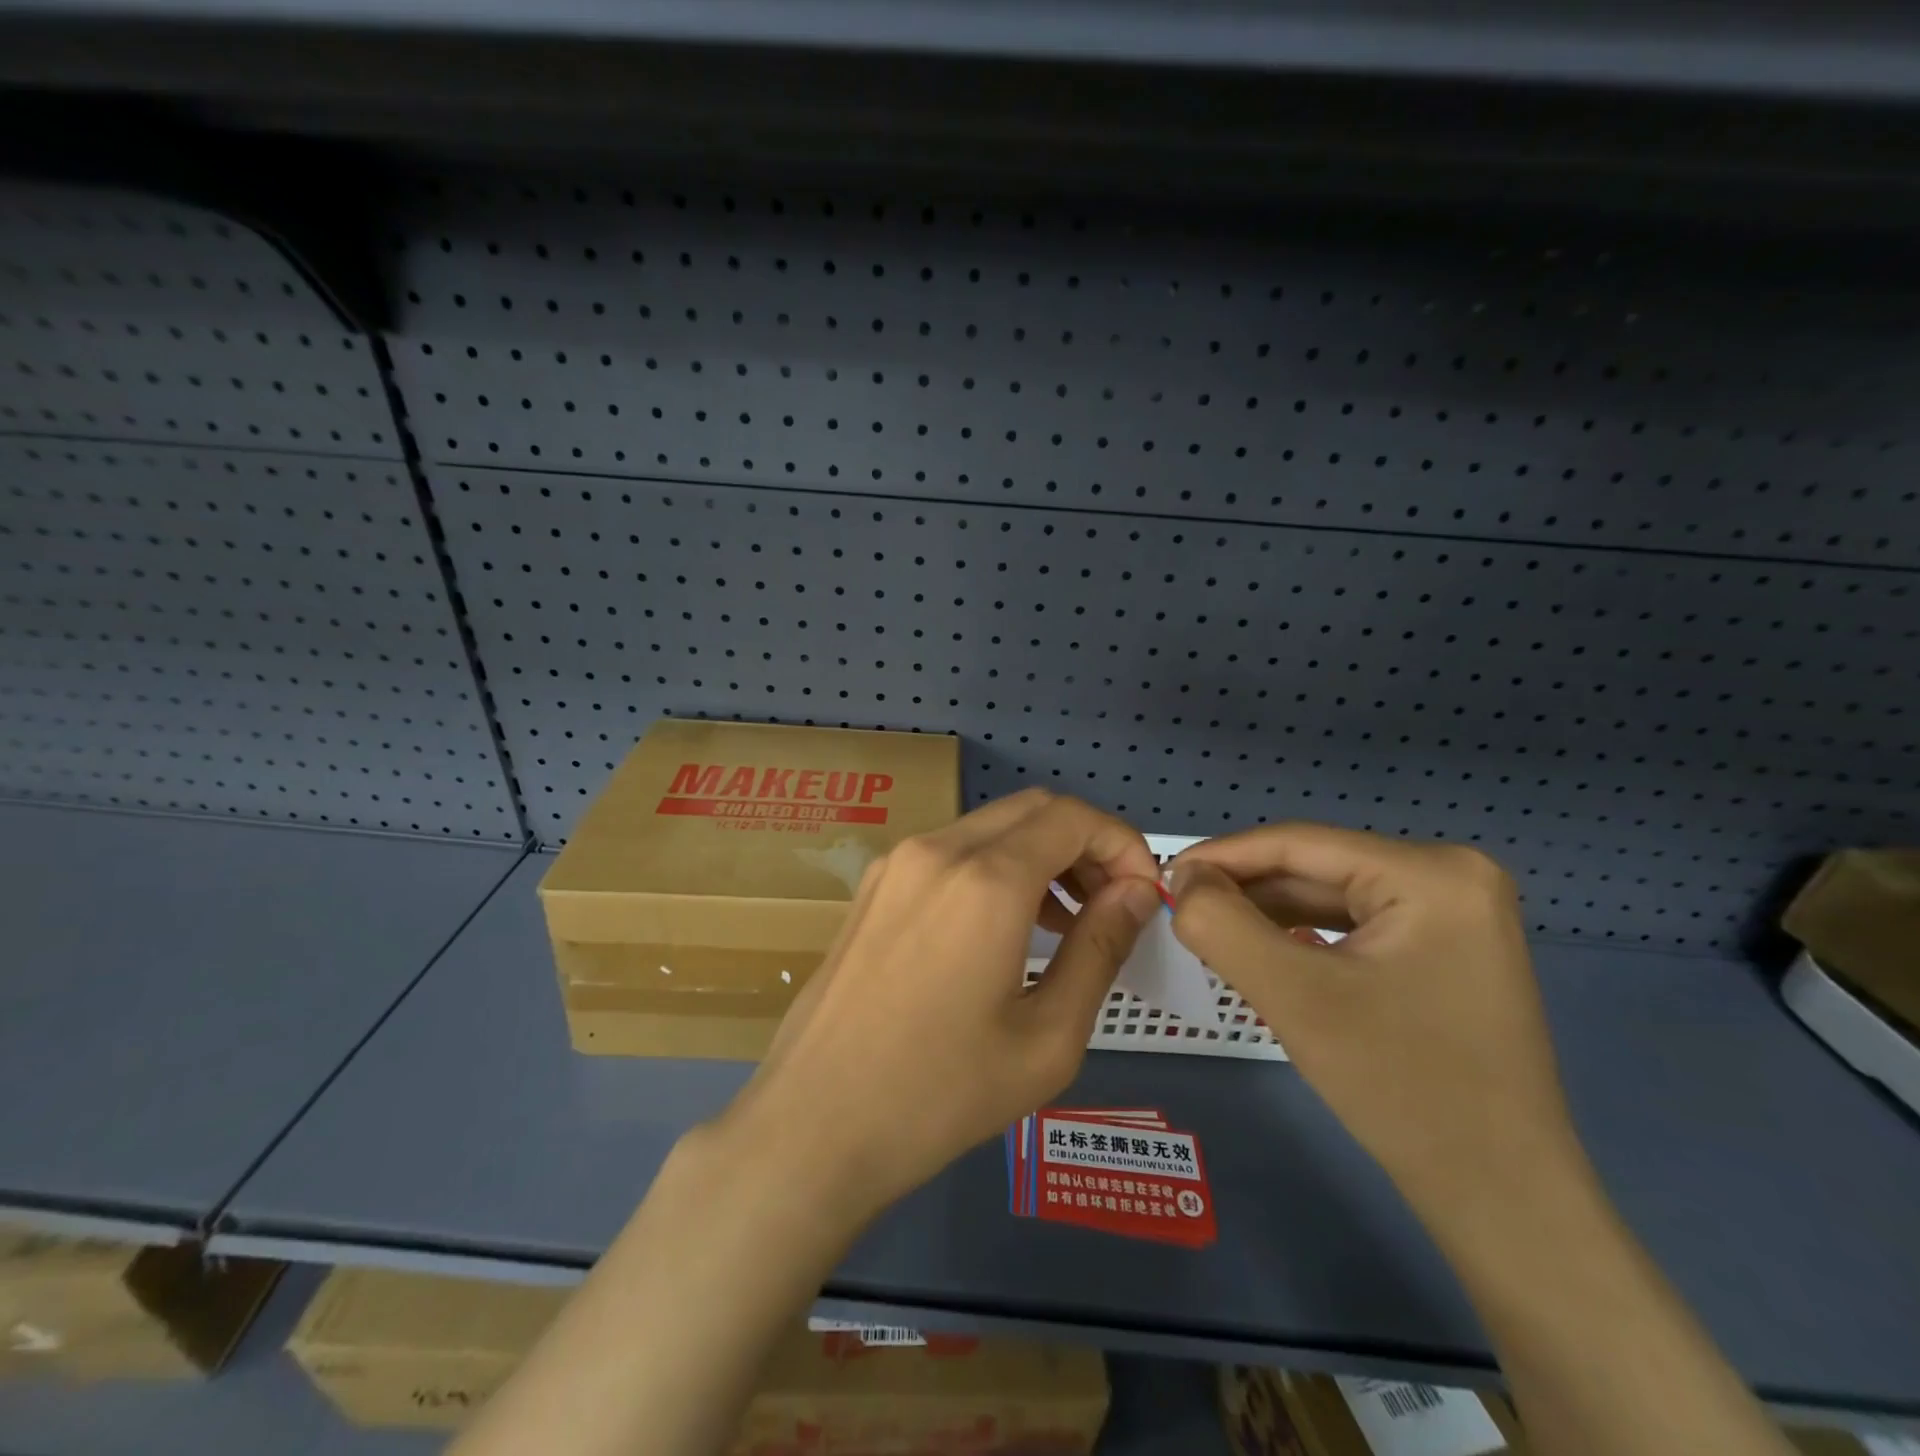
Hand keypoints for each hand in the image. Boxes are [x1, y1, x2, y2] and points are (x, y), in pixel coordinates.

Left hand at [720, 789, 1161, 1224]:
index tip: (1143, 895)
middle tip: (1111, 906)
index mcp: (985, 879)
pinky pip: (951, 851)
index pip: (1074, 818)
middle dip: (1086, 845)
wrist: (813, 1125)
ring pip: (991, 826)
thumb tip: (1138, 892)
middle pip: (1034, 809)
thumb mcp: (1047, 1036)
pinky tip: (1004, 927)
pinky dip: (996, 867)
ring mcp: (897, 862)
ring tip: (1067, 922)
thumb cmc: (941, 1094)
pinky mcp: (874, 886)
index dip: (1123, 844)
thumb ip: (1100, 948)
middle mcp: (938, 849)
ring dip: (1041, 855)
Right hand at [1168, 827, 1586, 1236]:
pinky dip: (1302, 935)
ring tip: (1209, 930)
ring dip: (1267, 913)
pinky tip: (1261, 950)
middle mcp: (1450, 875)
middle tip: (1179, 910)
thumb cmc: (1401, 1087)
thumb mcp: (1294, 997)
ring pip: (1331, 896)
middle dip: (1244, 889)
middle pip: (1317, 868)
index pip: (1300, 843)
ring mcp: (1454, 913)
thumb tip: (1182, 878)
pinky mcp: (1446, 948)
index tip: (1162, 877)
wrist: (1500, 1195)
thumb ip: (1222, 925)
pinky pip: (1354, 924)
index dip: (1221, 855)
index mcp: (1431, 872)